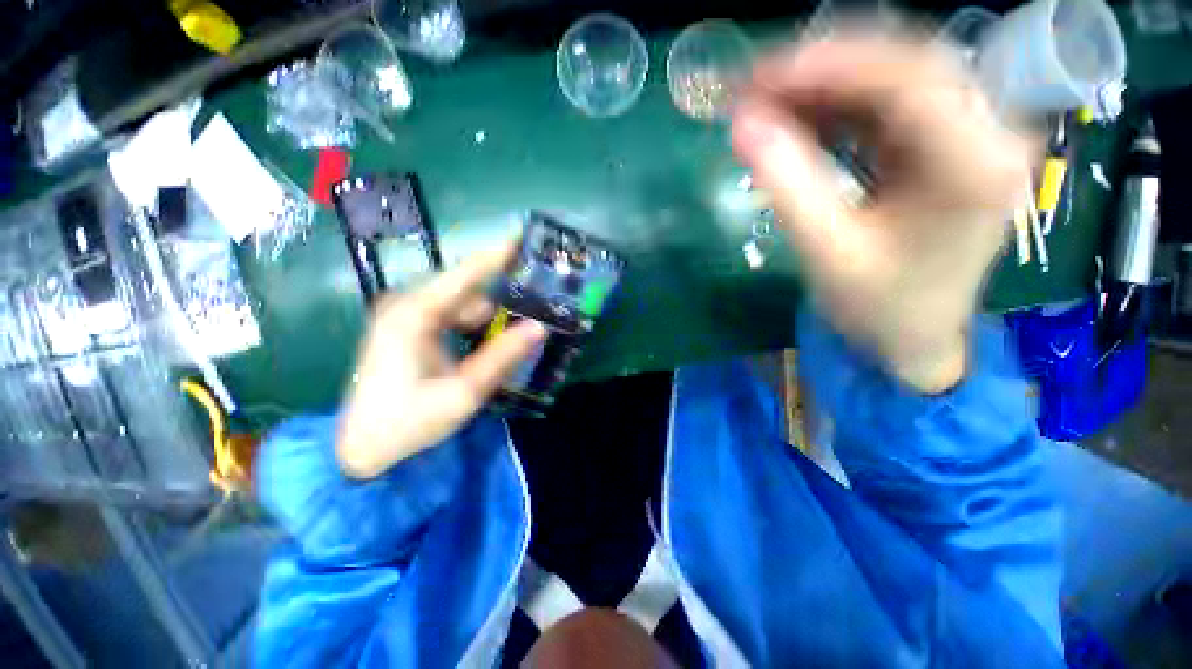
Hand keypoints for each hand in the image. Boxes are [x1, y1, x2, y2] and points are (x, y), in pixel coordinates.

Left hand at [336, 244, 545, 478]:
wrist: (362, 449)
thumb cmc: (408, 422)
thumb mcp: (463, 392)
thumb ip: (502, 357)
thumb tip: (540, 328)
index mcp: (414, 314)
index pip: (465, 274)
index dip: (498, 255)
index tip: (527, 238)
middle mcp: (408, 306)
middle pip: (467, 290)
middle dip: (503, 294)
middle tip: (540, 301)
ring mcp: (408, 317)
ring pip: (463, 306)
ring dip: (492, 317)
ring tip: (523, 329)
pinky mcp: (411, 330)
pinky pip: (453, 318)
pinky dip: (477, 327)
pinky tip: (495, 343)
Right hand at [732, 31, 1032, 391]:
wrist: (915, 335)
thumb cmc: (878, 306)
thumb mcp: (826, 252)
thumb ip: (786, 186)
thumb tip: (742, 127)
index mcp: (976, 164)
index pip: (906, 78)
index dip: (827, 66)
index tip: (758, 77)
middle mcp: (989, 131)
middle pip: (901, 65)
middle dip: (818, 70)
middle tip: (750, 88)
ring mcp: (969, 131)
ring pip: (889, 79)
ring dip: (820, 87)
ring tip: (762, 106)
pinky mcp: (943, 142)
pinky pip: (884, 106)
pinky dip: (833, 108)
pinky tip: (794, 122)